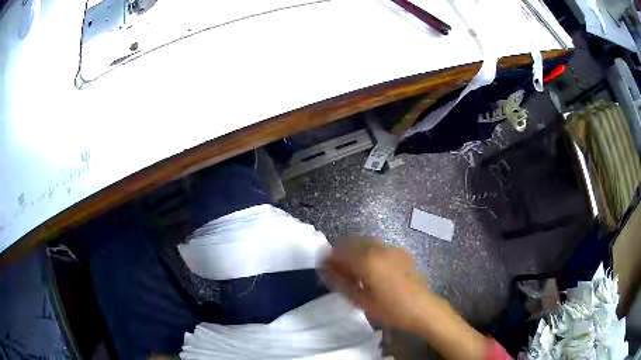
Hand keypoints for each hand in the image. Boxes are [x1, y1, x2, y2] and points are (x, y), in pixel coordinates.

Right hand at [320, 237, 438, 330]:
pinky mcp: (401, 253)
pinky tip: (371, 270)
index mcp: (367, 259)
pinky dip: (368, 253)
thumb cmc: (390, 308)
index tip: (325, 269)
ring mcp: (392, 248)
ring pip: (365, 243)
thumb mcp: (360, 300)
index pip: (339, 250)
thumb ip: (340, 281)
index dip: (329, 258)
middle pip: (352, 242)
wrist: (422, 308)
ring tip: (355, 272)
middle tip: (339, 272)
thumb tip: (324, 268)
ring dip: (355, 252)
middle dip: (342, 254)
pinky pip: (378, 247)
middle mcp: (379, 248)